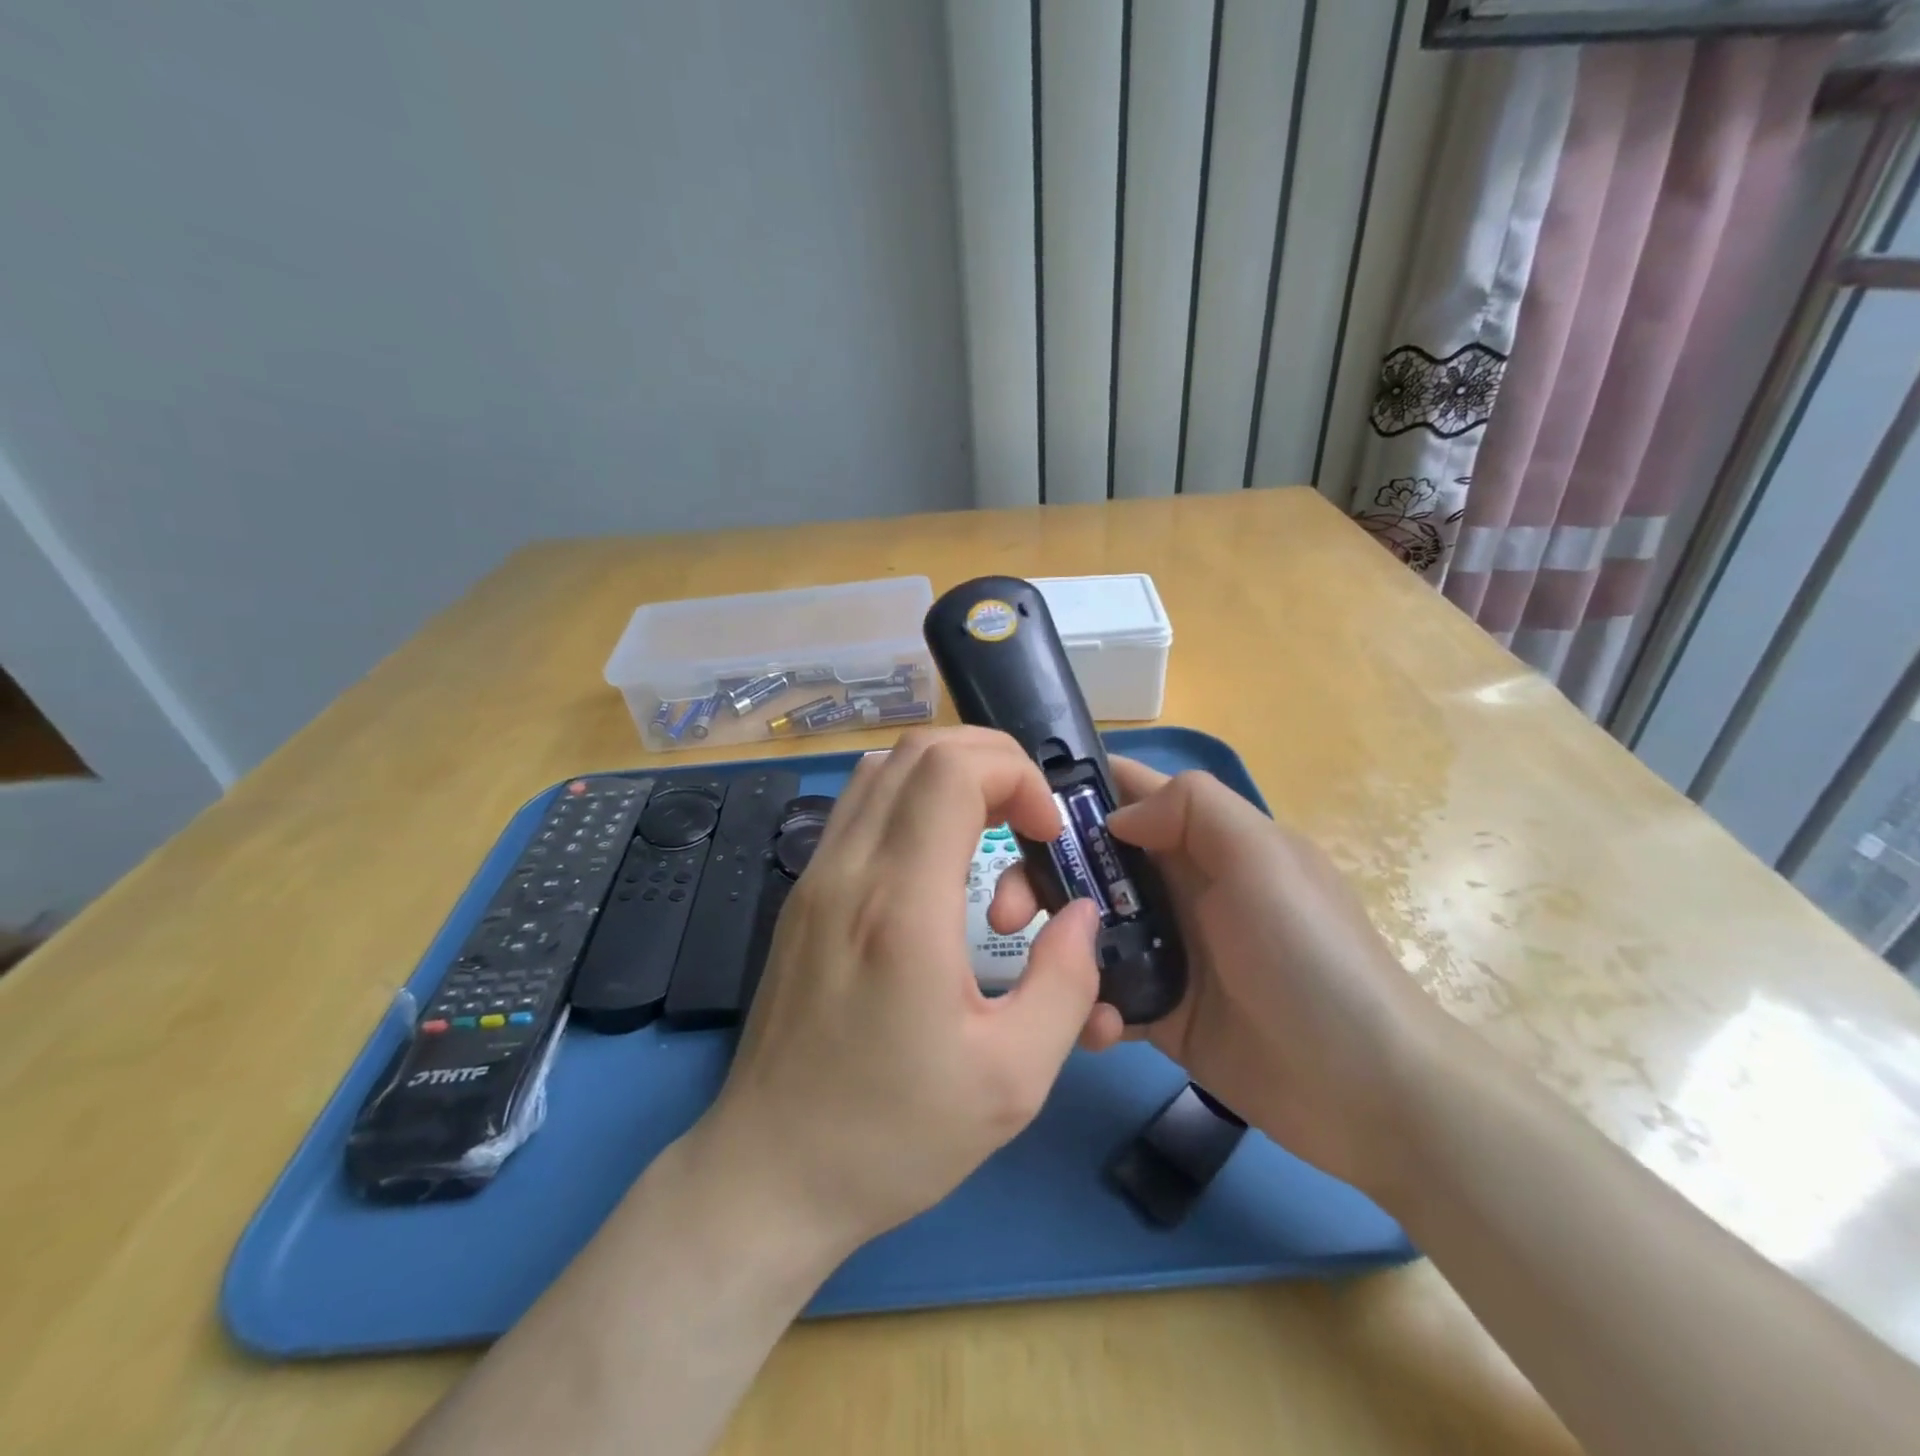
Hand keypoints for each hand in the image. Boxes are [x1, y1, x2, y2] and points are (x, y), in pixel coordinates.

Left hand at [699, 728, 1102, 1263]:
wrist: (770, 1174)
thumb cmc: (892, 1136)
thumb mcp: (1012, 1079)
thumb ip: (1065, 982)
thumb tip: (1080, 914)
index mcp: (901, 906)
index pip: (953, 770)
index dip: (1016, 776)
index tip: (1047, 835)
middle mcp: (849, 870)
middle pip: (918, 751)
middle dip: (992, 763)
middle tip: (1029, 823)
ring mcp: (815, 877)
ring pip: (882, 769)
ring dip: (948, 776)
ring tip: (990, 832)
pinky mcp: (802, 896)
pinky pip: (859, 807)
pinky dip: (910, 801)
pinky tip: (938, 861)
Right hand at [990, 757, 1443, 1198]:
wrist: (1367, 1089)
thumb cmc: (1310, 954)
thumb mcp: (1262, 857)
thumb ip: (1192, 809)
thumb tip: (1118, 817)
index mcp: (1202, 842)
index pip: (1129, 794)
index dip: (1073, 790)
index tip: (1011, 804)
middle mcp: (1179, 889)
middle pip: (1089, 865)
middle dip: (1039, 878)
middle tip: (1005, 913)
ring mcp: (1168, 954)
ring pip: (1086, 931)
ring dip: (1058, 948)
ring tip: (1045, 979)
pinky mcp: (1161, 1015)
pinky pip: (1106, 998)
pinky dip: (1090, 1009)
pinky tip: (1098, 1029)